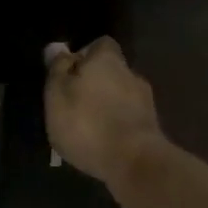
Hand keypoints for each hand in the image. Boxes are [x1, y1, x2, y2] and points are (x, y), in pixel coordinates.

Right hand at [43, 37, 163, 192]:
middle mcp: (130, 74)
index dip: (83, 55)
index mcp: (107, 60)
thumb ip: (57, 70)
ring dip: (106, 105)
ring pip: (120, 95)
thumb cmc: (87, 124)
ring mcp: (145, 101)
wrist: (134, 163)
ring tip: (87, 127)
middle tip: (73, 104)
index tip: (68, 74)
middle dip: (94, 83)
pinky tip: (103, 142)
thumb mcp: (57, 95)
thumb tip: (56, 47)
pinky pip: (128, 118)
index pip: (99, 44)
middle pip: (110, 71)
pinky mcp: (151, 127)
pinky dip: (116, 124)